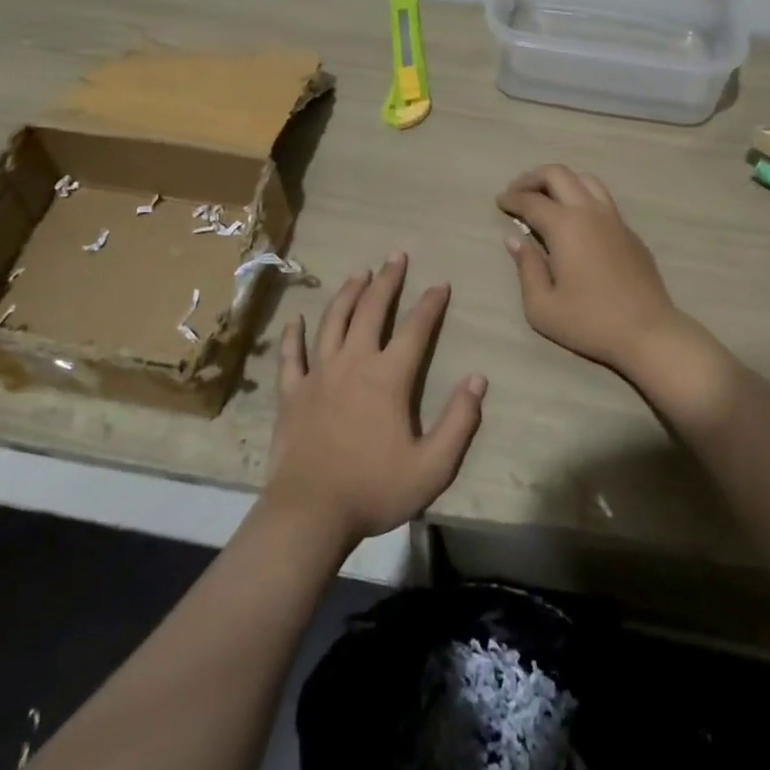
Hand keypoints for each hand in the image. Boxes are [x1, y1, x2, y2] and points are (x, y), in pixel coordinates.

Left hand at [264, 253, 486, 547]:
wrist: (310, 513)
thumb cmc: (374, 490)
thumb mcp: (432, 466)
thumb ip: (459, 422)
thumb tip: (478, 379)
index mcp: (388, 377)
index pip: (416, 329)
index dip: (430, 303)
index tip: (440, 283)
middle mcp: (353, 363)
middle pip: (372, 310)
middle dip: (387, 280)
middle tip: (395, 256)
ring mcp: (318, 374)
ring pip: (333, 321)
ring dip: (347, 294)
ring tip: (358, 273)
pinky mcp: (291, 392)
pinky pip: (291, 355)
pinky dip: (294, 334)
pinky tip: (297, 318)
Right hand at [498, 165, 698, 374]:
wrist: (648, 332)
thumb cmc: (589, 322)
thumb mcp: (542, 307)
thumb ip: (526, 268)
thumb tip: (514, 240)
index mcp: (565, 226)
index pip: (531, 200)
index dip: (511, 198)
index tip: (499, 202)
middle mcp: (590, 212)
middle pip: (558, 174)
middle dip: (532, 178)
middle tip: (517, 192)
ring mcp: (614, 219)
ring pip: (585, 180)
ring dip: (560, 182)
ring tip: (546, 198)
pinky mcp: (630, 232)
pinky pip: (602, 200)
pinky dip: (582, 198)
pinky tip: (576, 220)